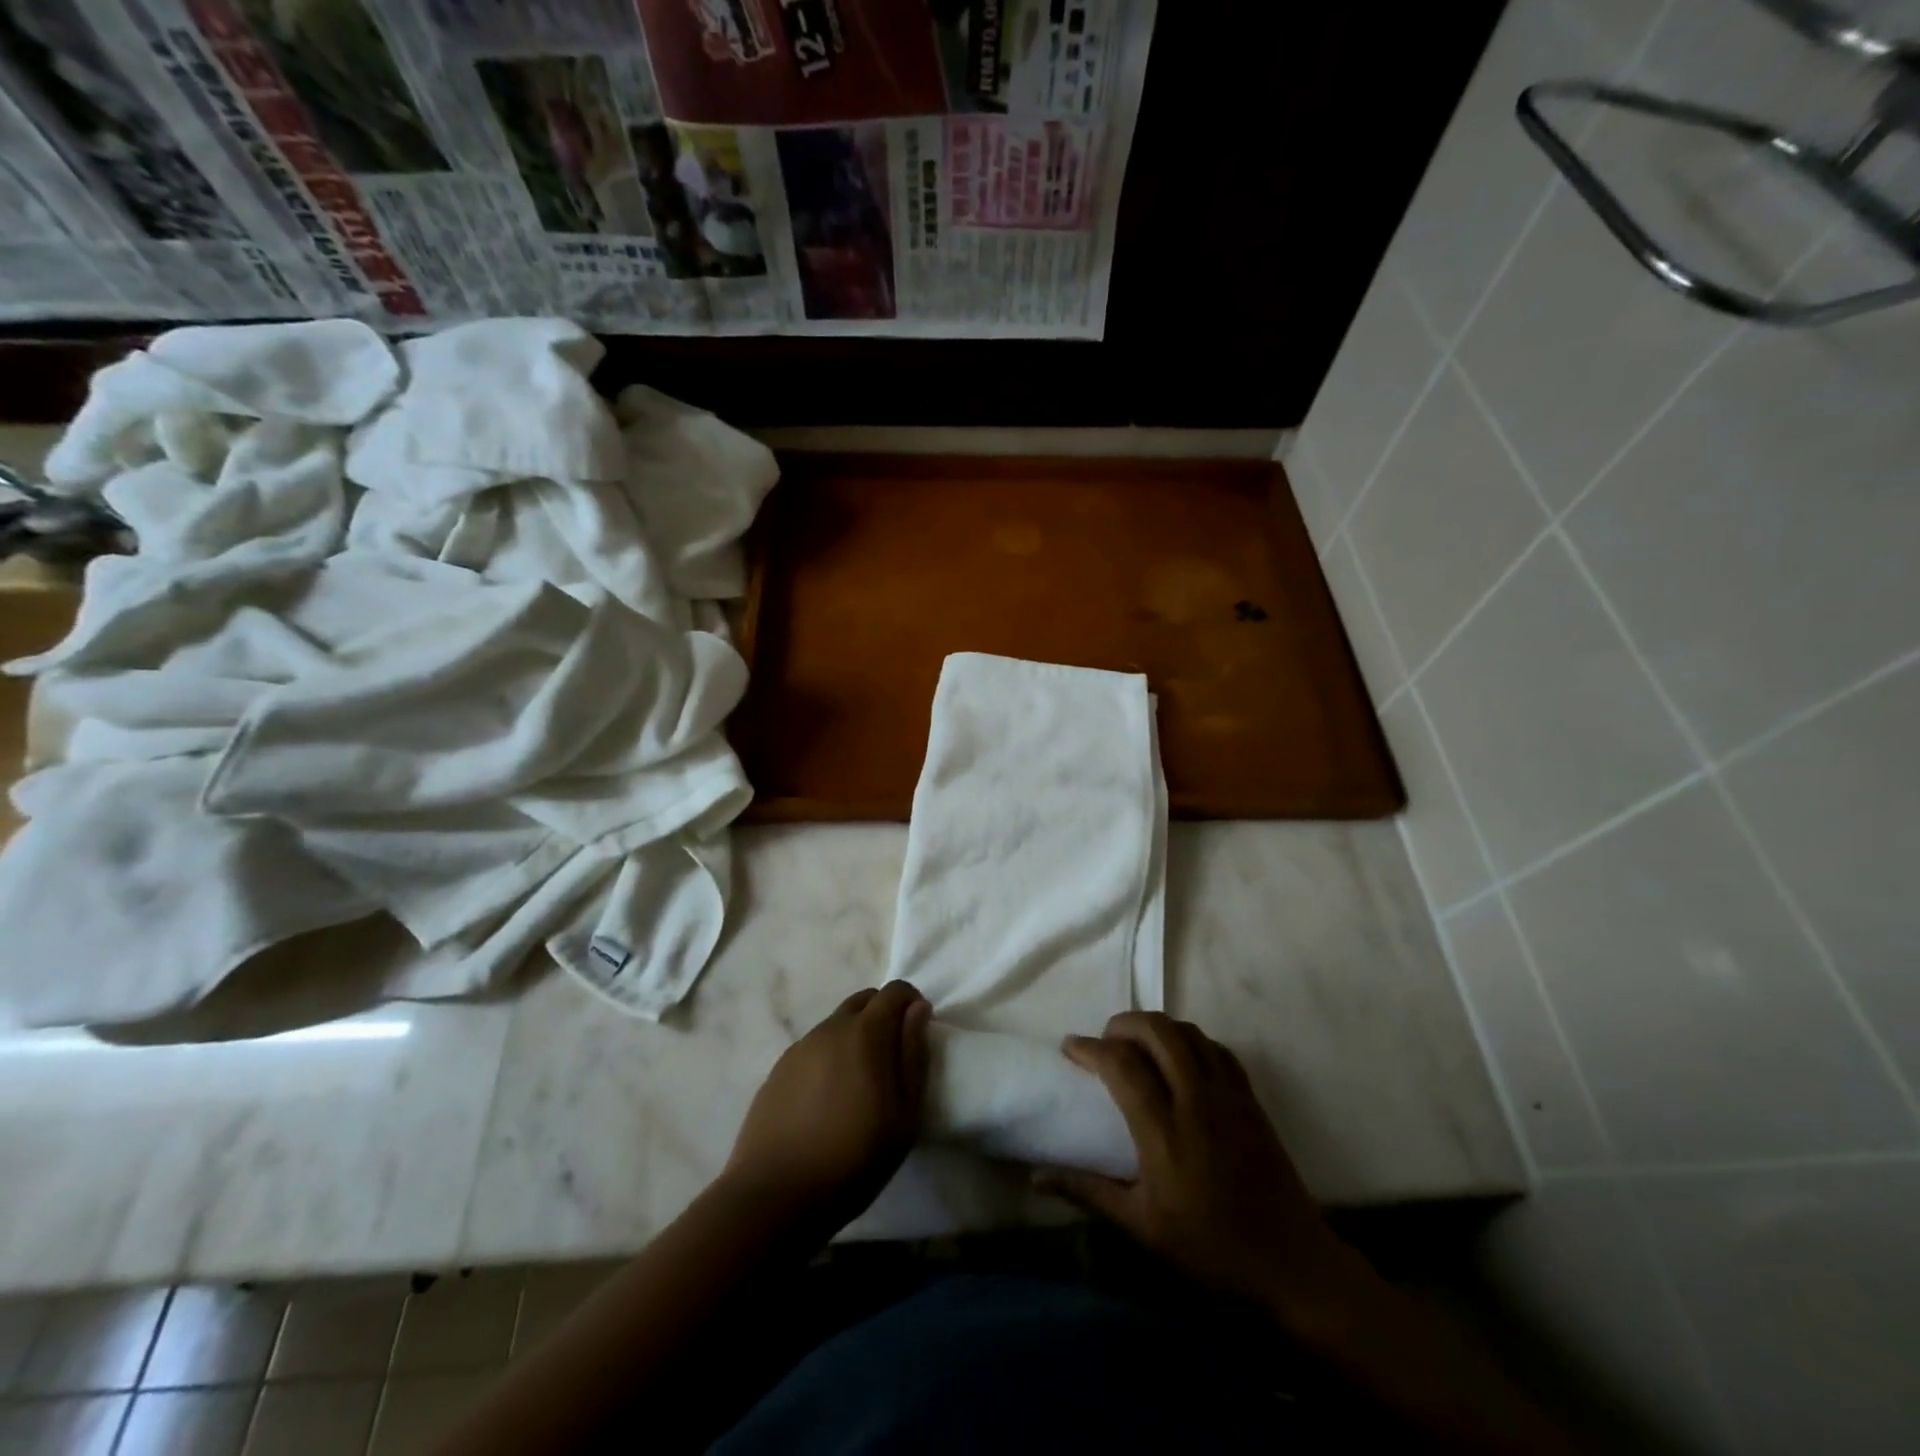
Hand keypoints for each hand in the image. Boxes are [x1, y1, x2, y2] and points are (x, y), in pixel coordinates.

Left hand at [721, 981, 930, 1233]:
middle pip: (863, 1000)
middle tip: (892, 1056)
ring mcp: (800, 1047)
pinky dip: (829, 1056)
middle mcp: (831, 1028)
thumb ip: (913, 1055)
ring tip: (859, 1082)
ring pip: (836, 1024)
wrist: (775, 1195)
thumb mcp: (904, 1114)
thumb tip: (918, 1009)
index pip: (894, 990)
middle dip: (883, 1013)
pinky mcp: (778, 1069)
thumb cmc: (854, 1158)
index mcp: (865, 1033)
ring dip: (855, 1036)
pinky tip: (828, 1098)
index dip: (911, 1003)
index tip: (917, 1031)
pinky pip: (814, 1047)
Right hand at [1038, 1012, 1370, 1325]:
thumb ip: (1088, 1192)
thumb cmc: (1211, 1253)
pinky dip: (1190, 1041)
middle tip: (1105, 1041)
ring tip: (1138, 1045)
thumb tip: (1036, 1177)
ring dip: (1157, 1027)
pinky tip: (1181, 1060)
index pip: (1122, 1064)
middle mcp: (1196, 1101)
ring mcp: (1228, 1096)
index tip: (1069, 1048)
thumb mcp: (1142, 1229)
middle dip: (1123, 1023)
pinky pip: (1217, 1049)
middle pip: (1157, 1031)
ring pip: (1188, 1032)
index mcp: (1164, 1132)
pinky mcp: (1251, 1100)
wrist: (1294, 1269)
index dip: (1090, 1047)